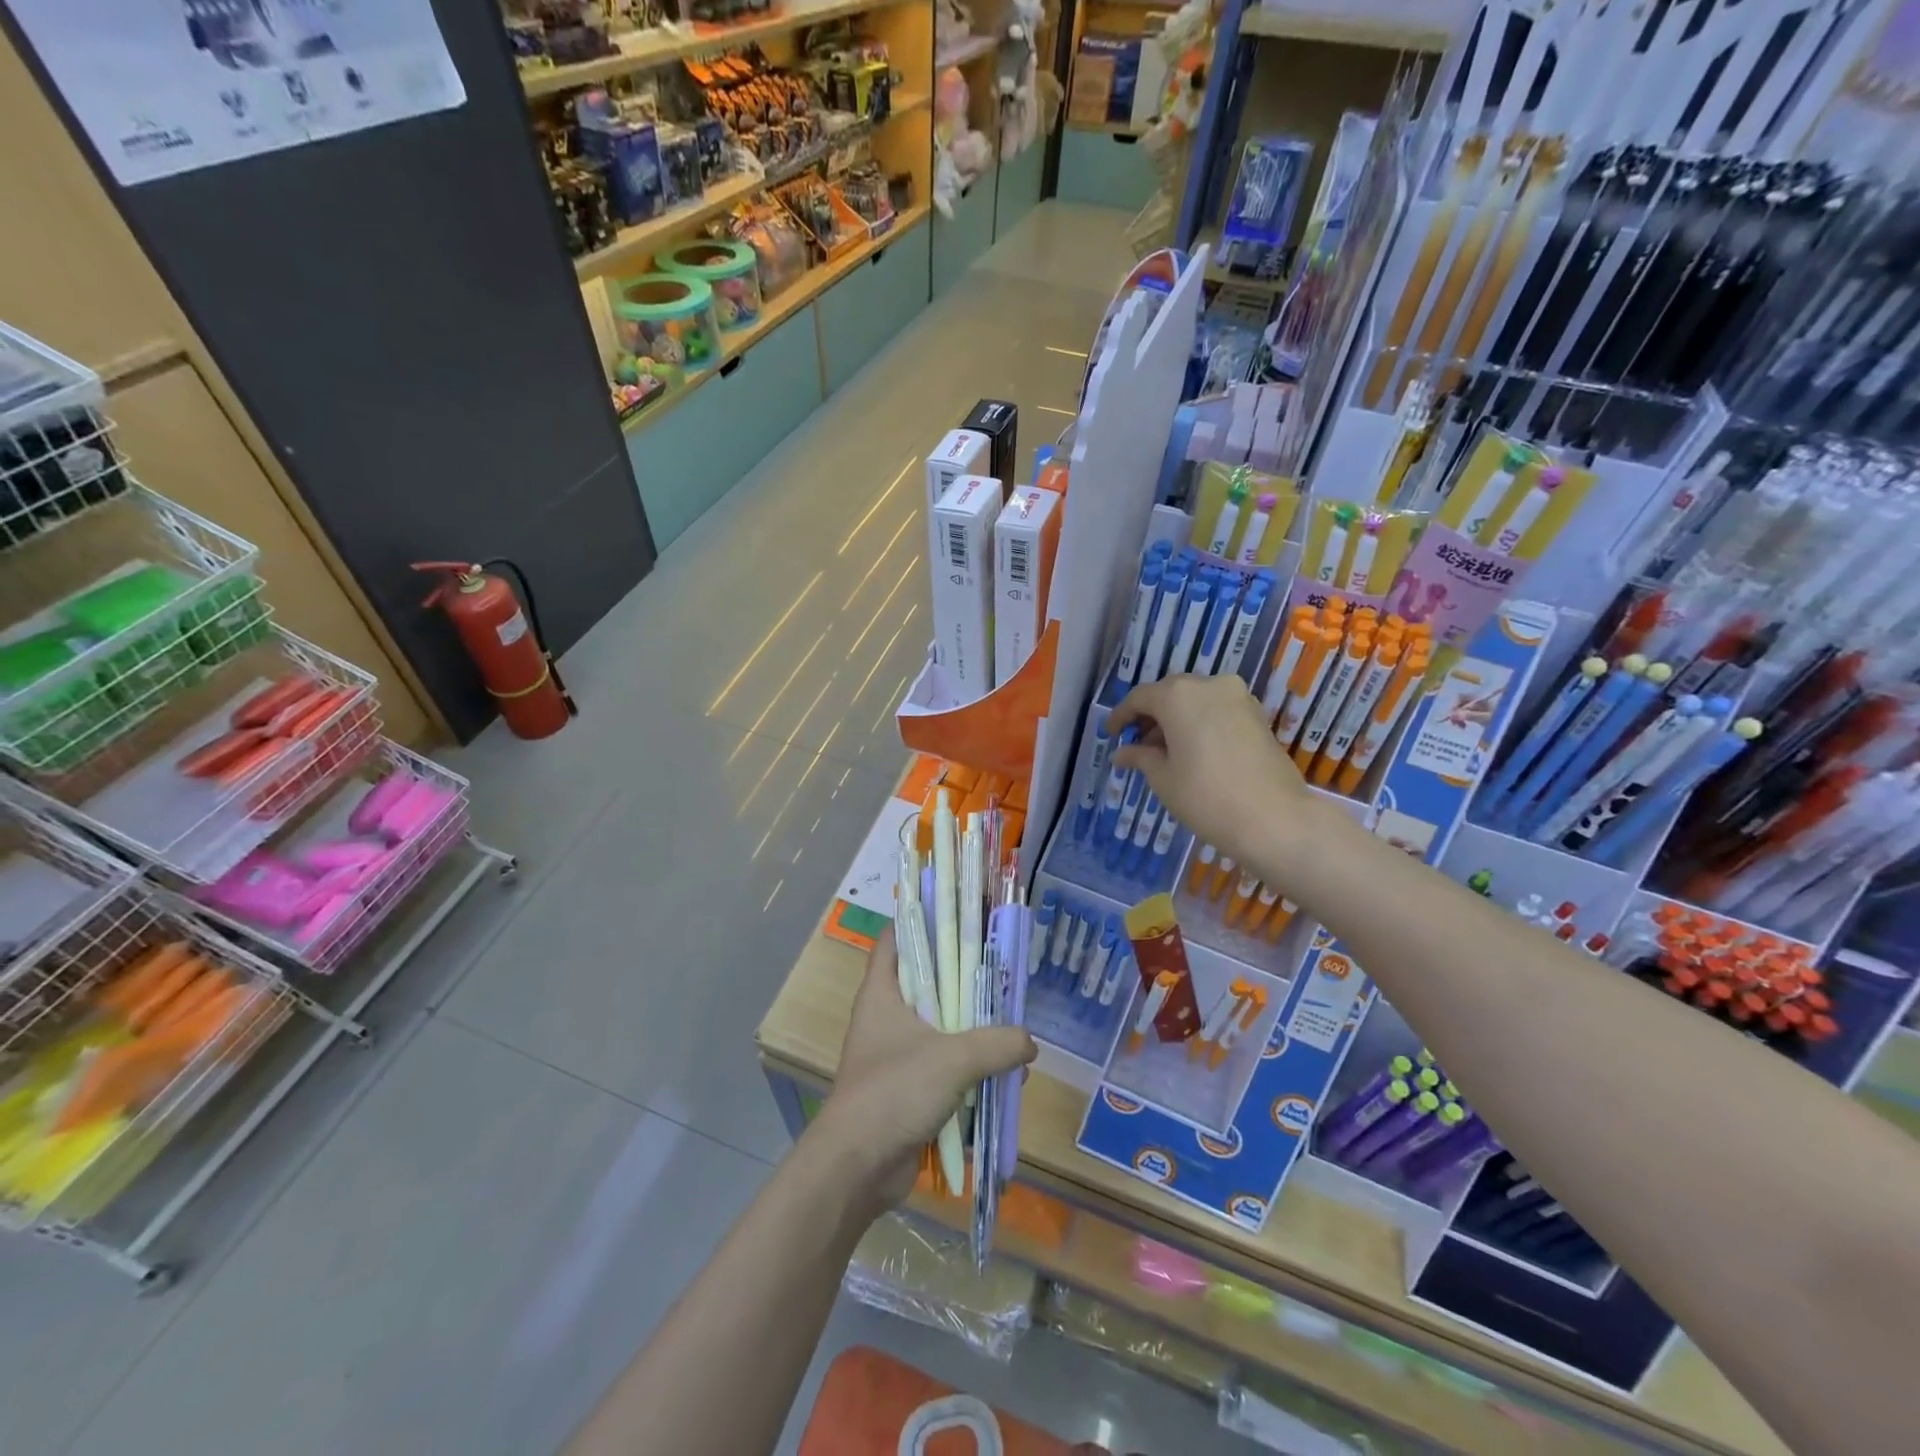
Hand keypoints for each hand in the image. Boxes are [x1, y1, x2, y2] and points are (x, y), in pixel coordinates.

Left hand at [819, 929, 1035, 1211]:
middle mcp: (886, 1017)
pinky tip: (1003, 1078)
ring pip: (940, 1028)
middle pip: (927, 982)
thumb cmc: (894, 1092)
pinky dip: (970, 1070)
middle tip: (1002, 973)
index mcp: (882, 993)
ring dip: (974, 1032)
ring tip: (1012, 1030)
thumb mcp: (953, 1059)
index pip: (896, 939)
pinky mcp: (907, 1090)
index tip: (960, 914)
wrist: (857, 1167)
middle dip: (965, 981)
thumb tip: (1029, 1043)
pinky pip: (944, 1068)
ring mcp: (895, 1055)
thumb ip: (997, 1045)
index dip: (923, 921)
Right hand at [1108, 673, 1336, 877]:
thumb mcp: (1163, 779)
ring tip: (1164, 752)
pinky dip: (1200, 723)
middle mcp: (1209, 685)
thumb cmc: (1206, 797)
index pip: (1140, 698)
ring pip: (1196, 700)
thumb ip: (1140, 757)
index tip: (1111, 734)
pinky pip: (1218, 710)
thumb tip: (1122, 753)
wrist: (1275, 819)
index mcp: (1178, 695)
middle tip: (1137, 744)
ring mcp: (1238, 697)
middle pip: (1170, 693)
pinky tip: (1193, 751)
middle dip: (1151, 716)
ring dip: (1177, 720)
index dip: (1121, 715)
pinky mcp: (1258, 715)